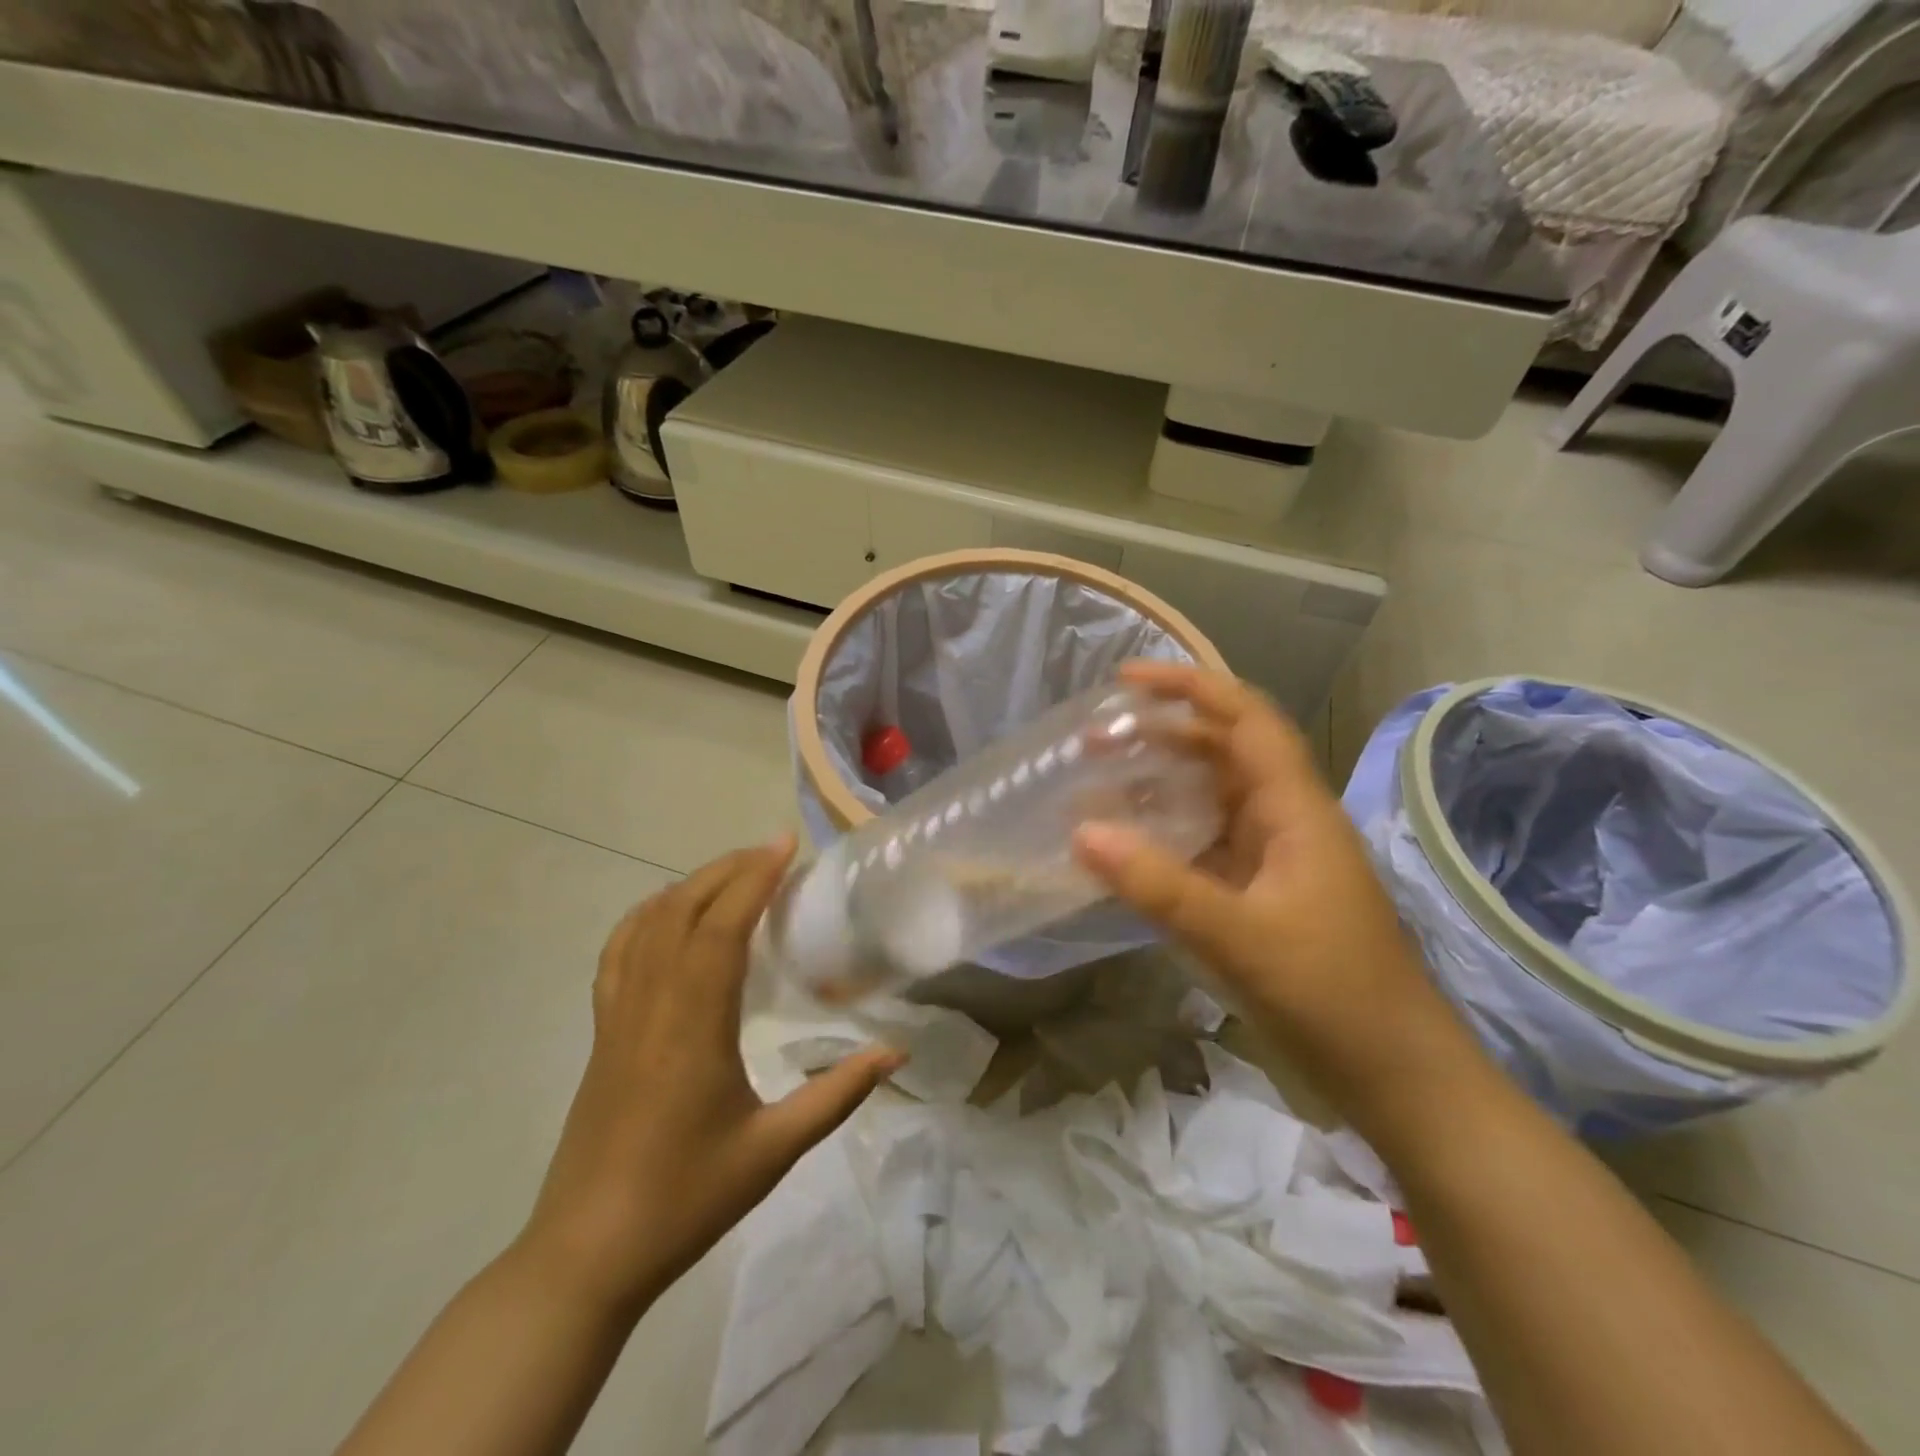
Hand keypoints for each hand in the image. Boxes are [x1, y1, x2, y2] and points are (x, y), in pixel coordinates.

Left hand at [521, 840, 904, 1314]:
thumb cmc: (685, 1200)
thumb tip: (897, 1053)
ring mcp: (617, 1017)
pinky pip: (618, 954)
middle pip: (683, 911)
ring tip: (732, 872)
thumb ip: (837, 1095)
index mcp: (693, 1026)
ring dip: (690, 886)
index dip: (753, 878)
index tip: (785, 846)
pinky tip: (667, 914)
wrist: (586, 1254)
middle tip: (772, 850)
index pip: (721, 928)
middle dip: (728, 869)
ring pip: (647, 925)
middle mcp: (650, 1006)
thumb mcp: (774, 1150)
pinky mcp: (601, 1033)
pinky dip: (645, 917)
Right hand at [1074, 663, 1466, 1106]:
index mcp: (1295, 810)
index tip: (1126, 680)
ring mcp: (1273, 860)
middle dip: (1160, 736)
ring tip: (1096, 786)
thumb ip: (1159, 886)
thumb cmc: (1331, 997)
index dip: (1189, 687)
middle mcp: (1285, 821)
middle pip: (1221, 752)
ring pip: (1210, 800)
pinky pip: (1204, 847)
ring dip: (1158, 787)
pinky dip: (1164, 837)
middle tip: (1093, 740)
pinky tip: (1126, 849)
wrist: (1396, 1078)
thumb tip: (1081, 832)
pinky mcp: (1261, 896)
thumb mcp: (1239, 938)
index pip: (1245, 719)